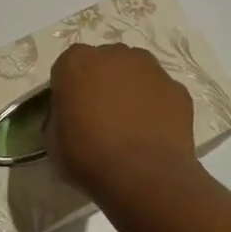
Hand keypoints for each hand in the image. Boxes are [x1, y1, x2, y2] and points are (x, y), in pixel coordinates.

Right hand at [47, 43, 200, 201]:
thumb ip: (58, 117)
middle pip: (104, 62)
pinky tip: (152, 131)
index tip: (71, 111)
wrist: (145, 176)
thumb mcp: (53, 141)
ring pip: (135, 71)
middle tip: (100, 115)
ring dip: (130, 88)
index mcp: (76, 63)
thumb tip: (68, 116)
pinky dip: (156, 105)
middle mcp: (114, 55)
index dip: (69, 88)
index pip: (67, 67)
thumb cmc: (89, 157)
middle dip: (101, 82)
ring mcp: (150, 68)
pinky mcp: (177, 88)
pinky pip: (160, 92)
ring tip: (130, 123)